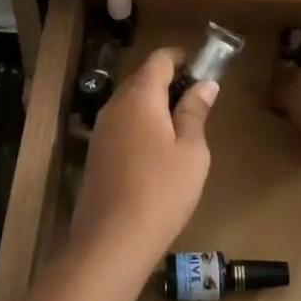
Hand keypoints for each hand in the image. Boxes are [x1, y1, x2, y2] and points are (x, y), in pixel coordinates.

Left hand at [72, 49, 214, 278]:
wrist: (111, 242)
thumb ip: (195, 112)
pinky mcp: (95, 153)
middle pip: (143, 78)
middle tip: (197, 101)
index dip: (182, 58)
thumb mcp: (191, 152)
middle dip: (169, 82)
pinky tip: (157, 152)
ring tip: (181, 128)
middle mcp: (115, 105)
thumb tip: (205, 84)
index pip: (160, 59)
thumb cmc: (161, 191)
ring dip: (154, 105)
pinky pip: (121, 124)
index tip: (203, 70)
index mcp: (140, 96)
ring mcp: (101, 130)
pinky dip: (141, 124)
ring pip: (130, 102)